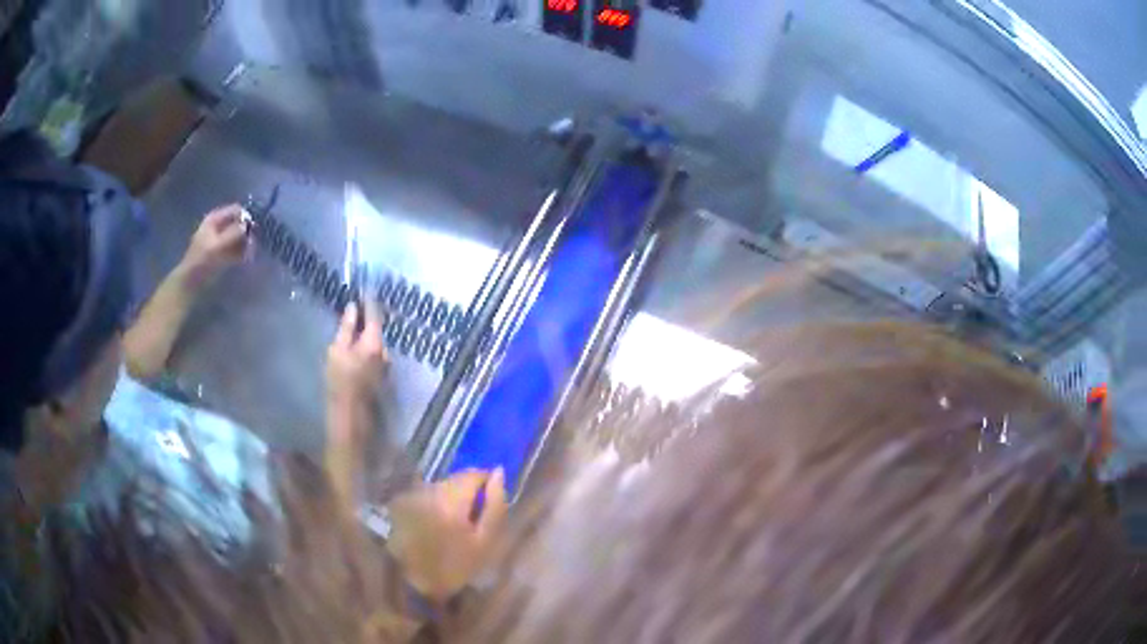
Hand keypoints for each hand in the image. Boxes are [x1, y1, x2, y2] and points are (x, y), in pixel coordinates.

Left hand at [180, 204, 249, 284]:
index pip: (235, 210)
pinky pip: (237, 249)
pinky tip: (246, 259)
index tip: (251, 230)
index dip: (245, 218)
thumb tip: (248, 225)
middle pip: (238, 223)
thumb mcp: (217, 245)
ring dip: (246, 244)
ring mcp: (221, 240)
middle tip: (251, 245)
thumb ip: (233, 233)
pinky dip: (242, 253)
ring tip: (249, 255)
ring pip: (239, 237)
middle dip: (246, 233)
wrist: (191, 282)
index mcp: (215, 219)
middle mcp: (219, 226)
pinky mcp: (223, 253)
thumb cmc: (201, 261)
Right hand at [326, 300, 387, 415]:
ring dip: (365, 340)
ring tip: (350, 339)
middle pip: (376, 331)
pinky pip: (375, 357)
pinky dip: (366, 352)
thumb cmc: (340, 381)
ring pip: (375, 345)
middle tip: (351, 317)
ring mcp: (386, 366)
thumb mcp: (337, 351)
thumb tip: (353, 307)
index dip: (369, 302)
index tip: (364, 290)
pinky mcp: (383, 377)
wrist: (351, 415)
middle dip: (365, 324)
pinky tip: (355, 357)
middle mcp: (386, 352)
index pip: (374, 315)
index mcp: (375, 343)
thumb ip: (346, 328)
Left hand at [387, 468, 508, 600]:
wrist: (414, 584)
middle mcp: (428, 489)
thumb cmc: (454, 566)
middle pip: (455, 480)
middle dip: (467, 494)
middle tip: (473, 520)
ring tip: (453, 526)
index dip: (486, 484)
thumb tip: (499, 474)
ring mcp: (411, 495)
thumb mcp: (484, 542)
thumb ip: (495, 506)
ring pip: (440, 487)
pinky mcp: (400, 502)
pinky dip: (434, 506)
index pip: (473, 474)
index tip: (490, 503)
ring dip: (450, 499)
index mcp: (451, 498)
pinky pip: (425, 496)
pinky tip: (434, 527)